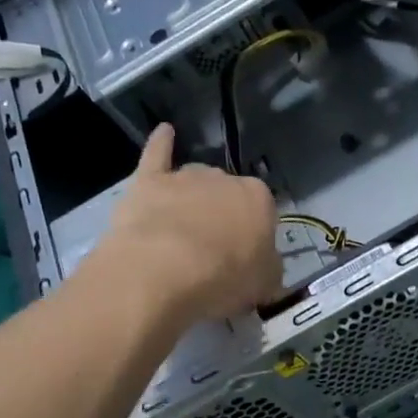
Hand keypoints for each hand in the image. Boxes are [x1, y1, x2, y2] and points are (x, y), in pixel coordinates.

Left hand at [96, 126, 283, 324]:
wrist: (162, 272)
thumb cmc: (223, 280)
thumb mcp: (264, 285)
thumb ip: (269, 269)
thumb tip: (266, 266)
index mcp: (260, 200)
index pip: (263, 212)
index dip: (254, 236)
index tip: (245, 257)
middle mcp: (226, 179)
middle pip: (228, 195)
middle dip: (224, 217)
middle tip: (214, 251)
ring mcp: (186, 177)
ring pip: (196, 182)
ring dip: (195, 199)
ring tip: (185, 231)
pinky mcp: (149, 180)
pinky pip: (159, 153)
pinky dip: (162, 143)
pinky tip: (165, 132)